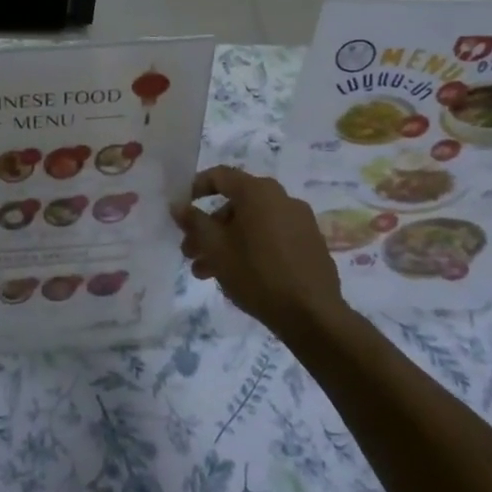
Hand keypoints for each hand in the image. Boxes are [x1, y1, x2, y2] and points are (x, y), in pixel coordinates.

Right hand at [176, 166, 345, 340]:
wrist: (313, 316)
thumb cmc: (256, 273)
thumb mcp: (215, 247)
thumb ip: (193, 222)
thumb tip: (178, 205)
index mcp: (258, 192)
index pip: (220, 176)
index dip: (195, 188)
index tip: (181, 209)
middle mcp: (282, 199)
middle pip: (235, 205)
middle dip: (208, 227)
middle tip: (190, 251)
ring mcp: (300, 222)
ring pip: (251, 225)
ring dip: (225, 243)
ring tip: (206, 272)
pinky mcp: (310, 245)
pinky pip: (271, 237)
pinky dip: (250, 249)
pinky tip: (237, 276)